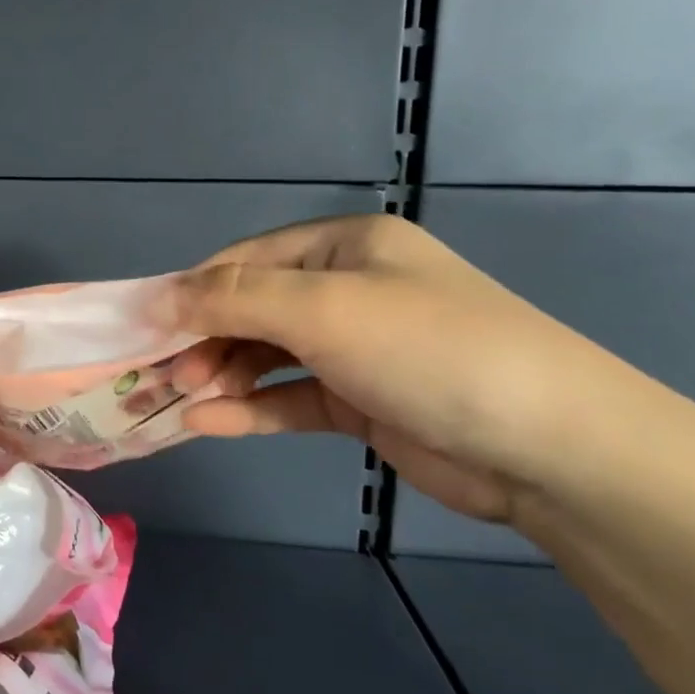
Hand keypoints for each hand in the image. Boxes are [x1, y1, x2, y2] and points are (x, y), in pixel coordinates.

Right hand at [170, 215, 645, 522]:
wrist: (551, 447)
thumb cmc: (427, 349)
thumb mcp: (322, 309)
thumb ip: (232, 300)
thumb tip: (156, 298)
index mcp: (343, 246)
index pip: (245, 262)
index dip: (191, 292)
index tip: (143, 328)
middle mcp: (347, 288)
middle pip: (251, 309)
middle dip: (204, 340)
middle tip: (160, 376)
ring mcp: (355, 348)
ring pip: (266, 356)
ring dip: (222, 377)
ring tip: (178, 401)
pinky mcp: (361, 402)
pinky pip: (291, 398)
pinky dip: (251, 409)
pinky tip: (207, 425)